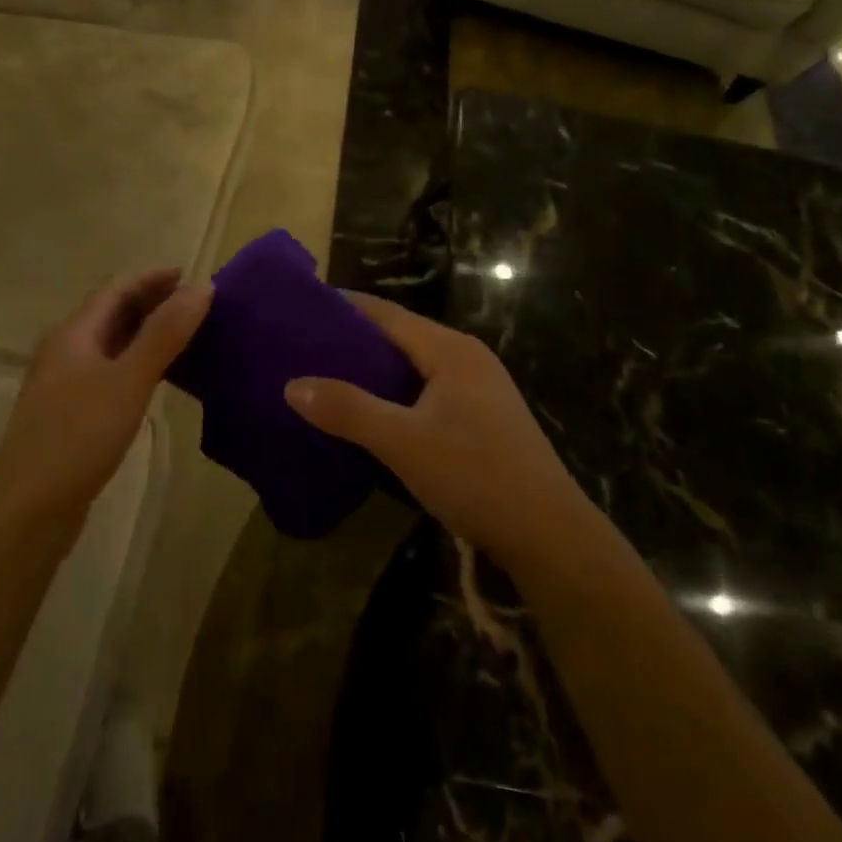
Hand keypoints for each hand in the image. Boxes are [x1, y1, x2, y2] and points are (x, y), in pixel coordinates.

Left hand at [0, 270, 211, 523]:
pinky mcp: (70, 411)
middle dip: (152, 301)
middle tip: (195, 304)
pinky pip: (109, 369)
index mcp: (74, 332)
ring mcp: (64, 381)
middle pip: (112, 311)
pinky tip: (156, 377)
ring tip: (185, 334)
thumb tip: (202, 286)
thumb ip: (165, 333)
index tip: (192, 276)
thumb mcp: (129, 380)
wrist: (28, 510)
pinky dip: (137, 360)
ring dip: (146, 331)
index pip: (117, 288)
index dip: (154, 278)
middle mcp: (65, 348)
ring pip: (111, 342)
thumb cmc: (79, 436)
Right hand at [285, 293, 585, 562]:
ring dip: (376, 368)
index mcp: (449, 349)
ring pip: (415, 365)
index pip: (386, 313)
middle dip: (356, 338)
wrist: (549, 535)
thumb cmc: (475, 475)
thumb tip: (293, 384)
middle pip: (401, 335)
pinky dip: (397, 392)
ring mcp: (479, 388)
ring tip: (330, 375)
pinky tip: (374, 412)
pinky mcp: (484, 417)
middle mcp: (466, 357)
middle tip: (307, 345)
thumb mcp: (403, 442)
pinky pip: (428, 389)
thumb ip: (348, 410)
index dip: (346, 307)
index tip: (304, 307)